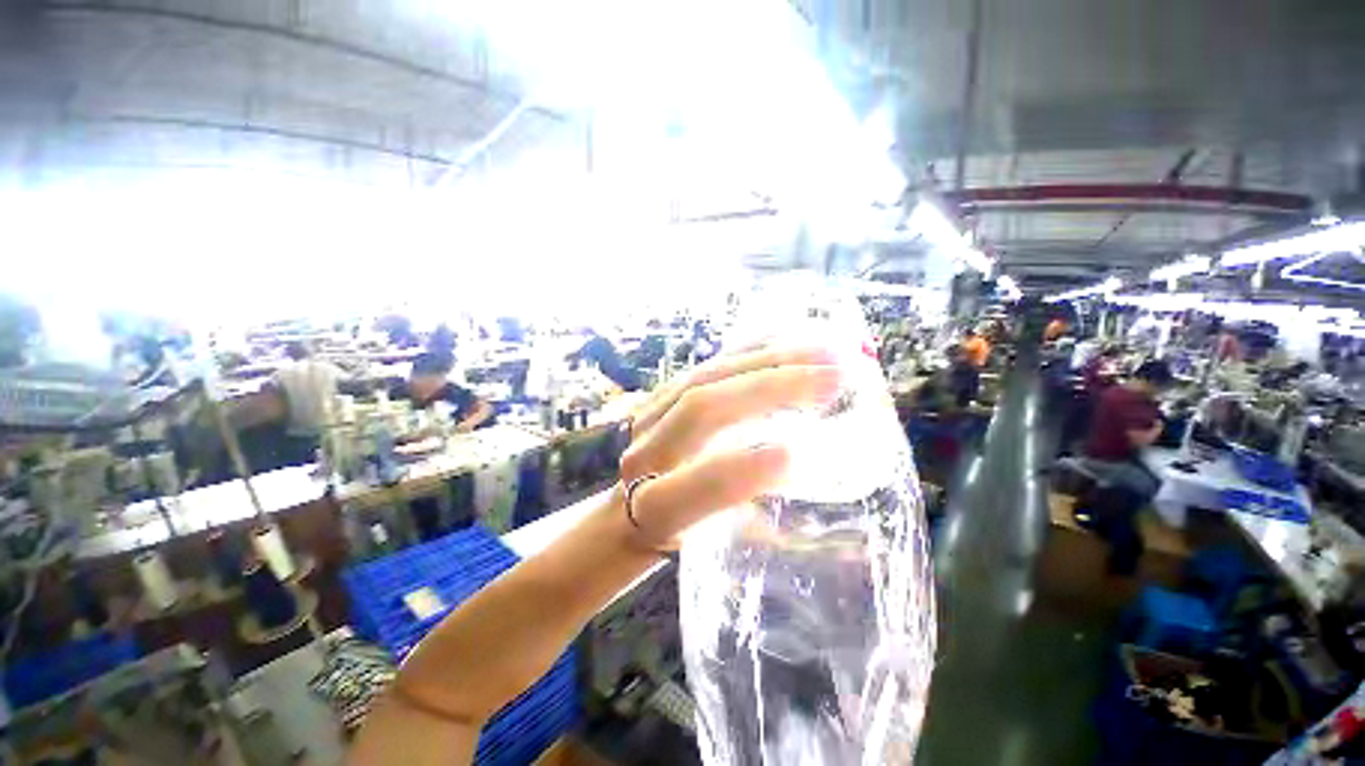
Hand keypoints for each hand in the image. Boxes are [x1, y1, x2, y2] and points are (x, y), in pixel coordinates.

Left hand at [616, 346, 841, 549]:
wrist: (624, 506)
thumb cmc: (676, 531)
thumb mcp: (707, 547)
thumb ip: (747, 518)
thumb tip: (795, 469)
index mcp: (654, 508)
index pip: (688, 489)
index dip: (737, 472)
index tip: (793, 454)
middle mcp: (645, 454)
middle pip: (700, 409)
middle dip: (769, 388)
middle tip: (834, 376)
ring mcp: (651, 413)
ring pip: (707, 377)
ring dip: (768, 360)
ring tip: (823, 351)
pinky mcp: (662, 392)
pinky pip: (708, 364)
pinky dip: (750, 350)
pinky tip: (787, 338)